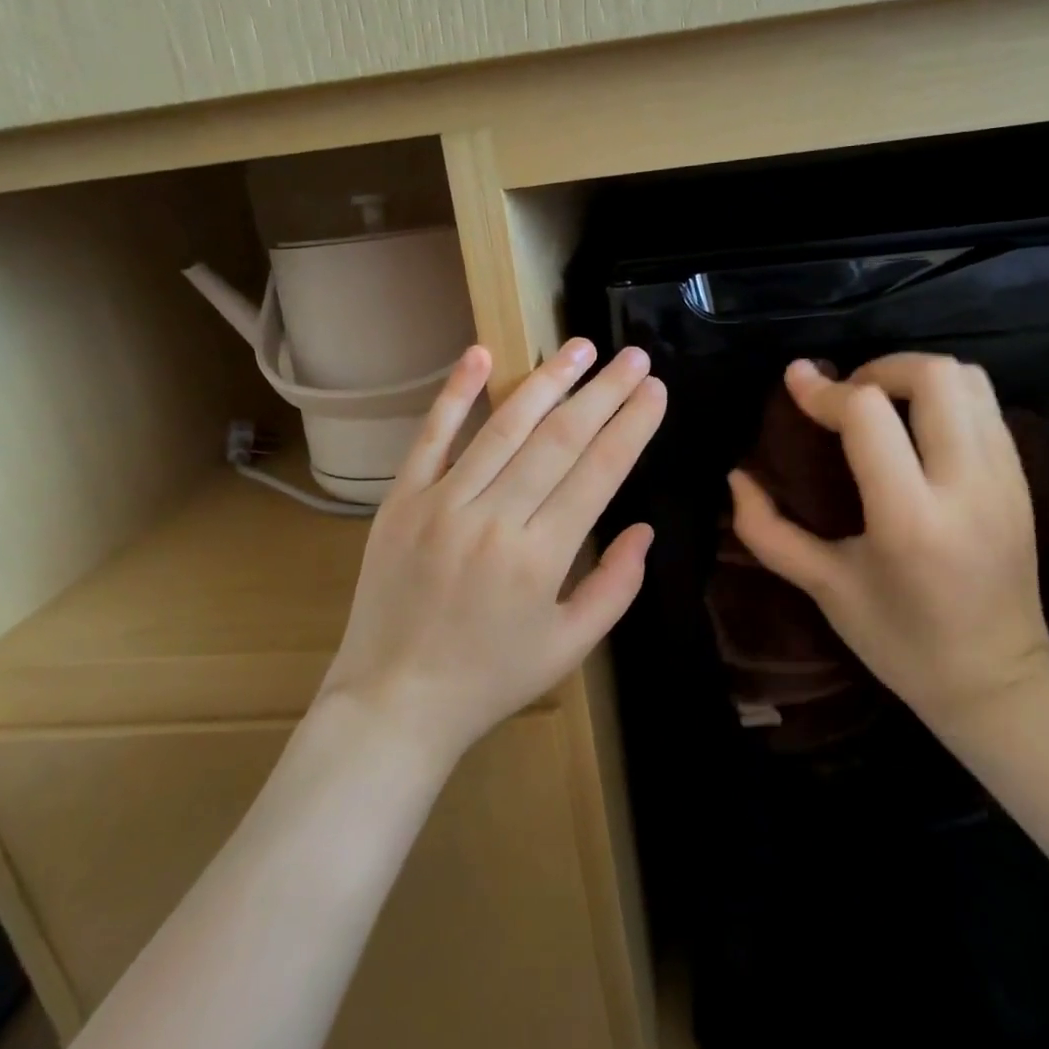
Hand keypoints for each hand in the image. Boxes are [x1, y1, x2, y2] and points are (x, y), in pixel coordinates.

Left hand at [320, 339, 665, 764]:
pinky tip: (481, 354)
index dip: (631, 426)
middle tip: (633, 356)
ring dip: (546, 381)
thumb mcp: (569, 647)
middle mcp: (493, 519)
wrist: (394, 700)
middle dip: (603, 393)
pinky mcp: (401, 500)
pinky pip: (430, 437)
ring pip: (503, 428)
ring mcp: (441, 504)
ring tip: (580, 347)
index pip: (598, 473)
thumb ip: (616, 587)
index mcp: (540, 558)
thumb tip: (645, 529)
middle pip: (559, 440)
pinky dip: (455, 393)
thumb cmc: (490, 679)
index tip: (655, 390)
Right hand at [728, 354, 1048, 724]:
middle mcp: (966, 485)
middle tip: (846, 395)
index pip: (868, 415)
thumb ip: (769, 531)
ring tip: (881, 404)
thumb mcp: (824, 588)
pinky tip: (915, 428)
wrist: (998, 682)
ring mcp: (1005, 478)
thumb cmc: (900, 642)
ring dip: (915, 375)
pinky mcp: (1023, 479)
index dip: (824, 390)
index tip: (795, 382)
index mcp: (909, 518)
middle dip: (879, 367)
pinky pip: (987, 406)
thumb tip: (736, 477)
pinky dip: (945, 396)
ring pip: (969, 380)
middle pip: (933, 376)